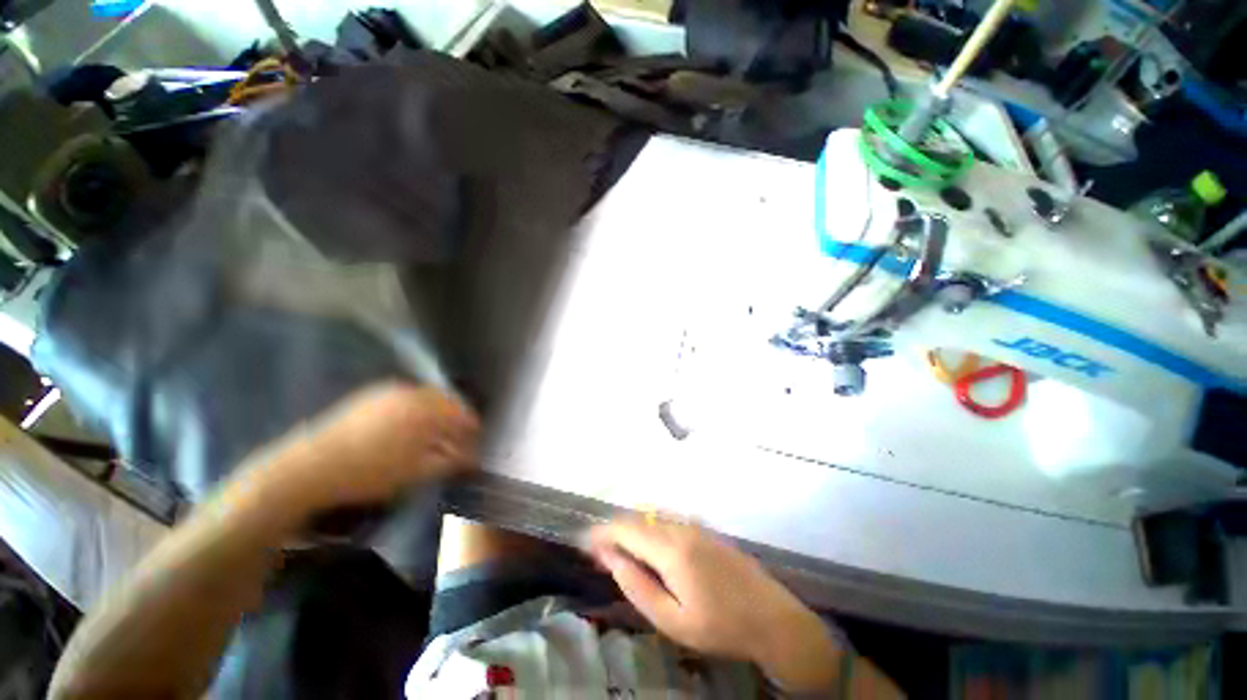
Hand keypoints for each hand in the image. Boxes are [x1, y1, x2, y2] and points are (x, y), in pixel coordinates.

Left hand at [250, 382, 479, 512]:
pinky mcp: (371, 395)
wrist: (309, 468)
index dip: (473, 429)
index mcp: (427, 409)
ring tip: (434, 436)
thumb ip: (451, 460)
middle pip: (448, 402)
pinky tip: (409, 429)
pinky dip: (417, 410)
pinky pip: (407, 398)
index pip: (464, 414)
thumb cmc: (370, 472)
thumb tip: (474, 456)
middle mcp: (412, 392)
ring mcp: (390, 391)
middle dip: (456, 420)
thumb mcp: (417, 471)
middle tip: (457, 441)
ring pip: (427, 398)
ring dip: (437, 414)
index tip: (476, 443)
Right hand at [587, 517, 839, 689]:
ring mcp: (694, 525)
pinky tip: (646, 546)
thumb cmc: (720, 626)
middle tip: (598, 551)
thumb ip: (638, 587)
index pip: (626, 529)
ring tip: (617, 549)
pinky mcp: (703, 529)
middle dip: (614, 530)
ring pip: (652, 517)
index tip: (584, 543)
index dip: (602, 533)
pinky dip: (649, 528)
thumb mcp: (673, 620)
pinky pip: (667, 520)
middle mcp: (680, 527)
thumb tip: (612, 560)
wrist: (772, 617)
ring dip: (631, 528)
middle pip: (638, 518)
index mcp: (671, 548)